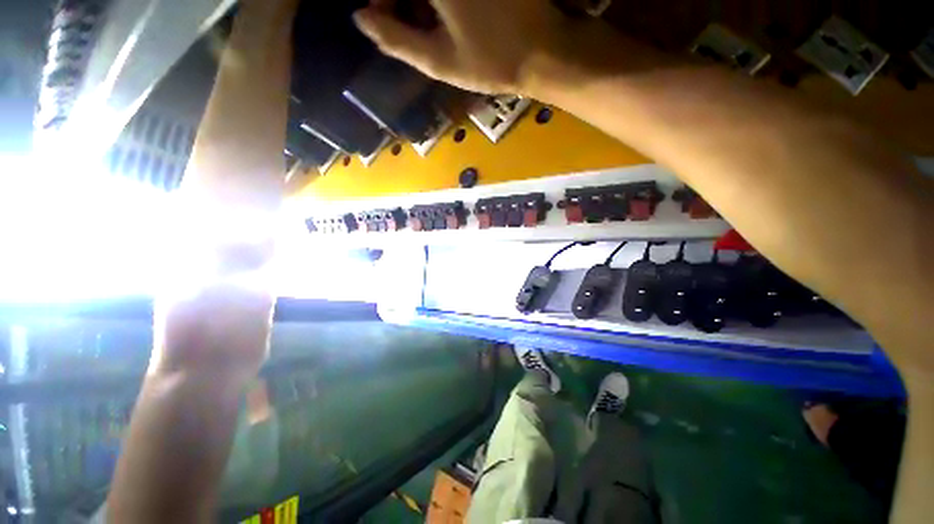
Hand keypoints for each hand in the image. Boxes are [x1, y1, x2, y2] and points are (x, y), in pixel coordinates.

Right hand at [353, 0, 602, 93]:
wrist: (544, 52)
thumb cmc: (491, 62)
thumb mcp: (440, 61)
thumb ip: (397, 40)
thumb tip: (361, 19)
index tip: (383, 16)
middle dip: (402, 1)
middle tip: (406, 22)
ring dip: (422, 4)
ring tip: (430, 25)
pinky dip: (442, 6)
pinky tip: (448, 17)